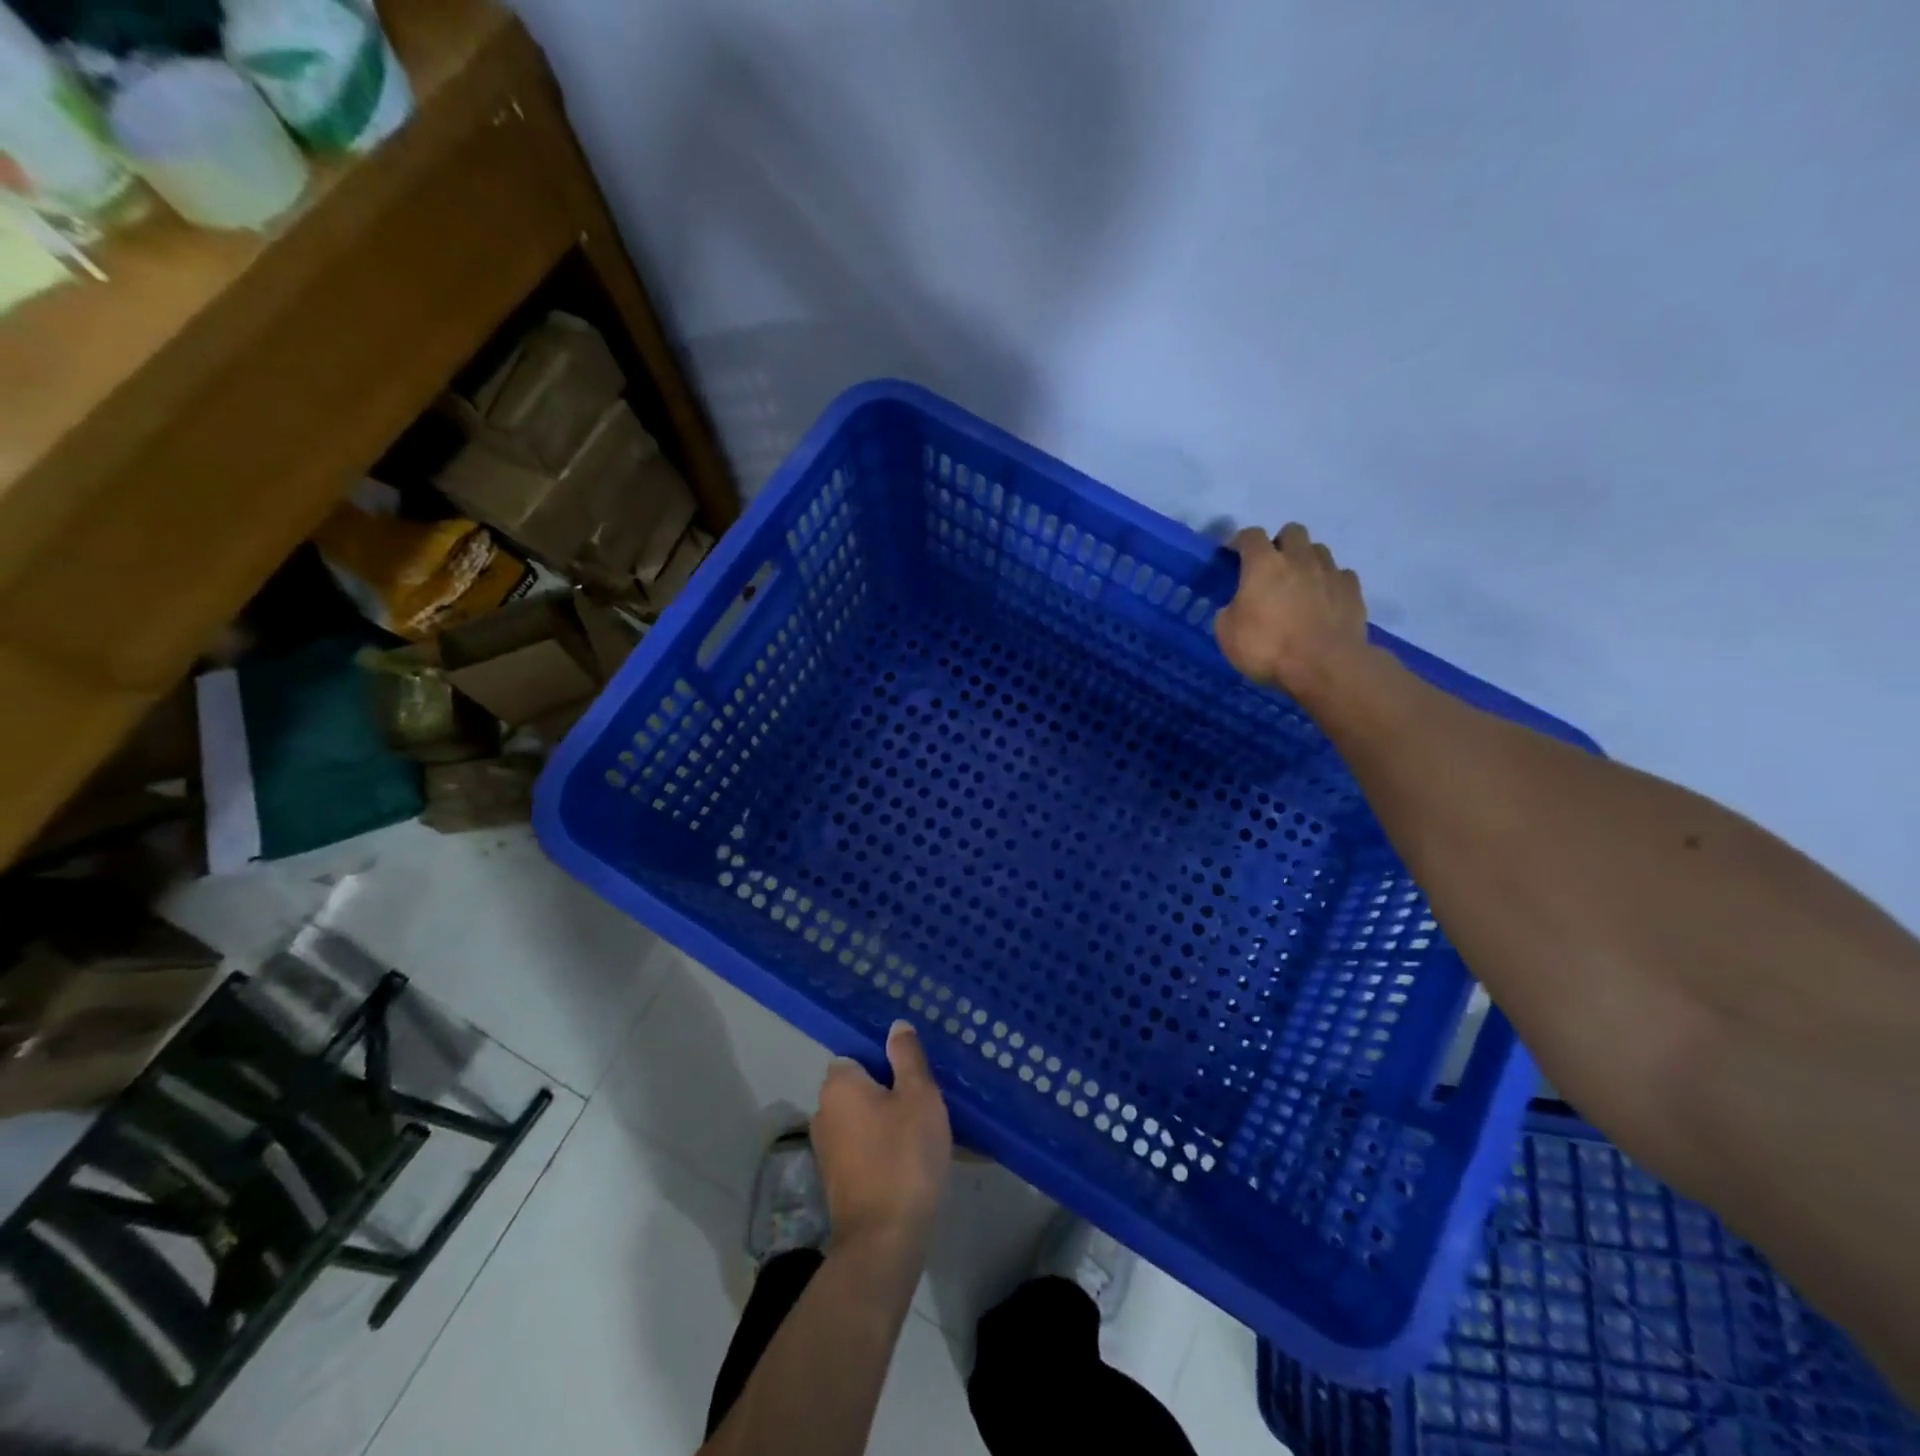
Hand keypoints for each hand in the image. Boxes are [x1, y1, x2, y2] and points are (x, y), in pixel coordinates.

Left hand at [813, 1021, 951, 1258]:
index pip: (860, 1055)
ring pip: (864, 1119)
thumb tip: (895, 1026)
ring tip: (926, 1130)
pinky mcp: (837, 1181)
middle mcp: (823, 1111)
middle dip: (891, 1091)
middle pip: (862, 1087)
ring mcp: (826, 1149)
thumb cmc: (903, 1156)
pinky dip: (883, 1148)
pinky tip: (912, 1160)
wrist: (883, 1240)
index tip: (916, 1073)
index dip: (888, 1061)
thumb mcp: (919, 1095)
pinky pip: (864, 1148)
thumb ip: (907, 1056)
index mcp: (838, 1085)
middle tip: (928, 1100)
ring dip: (889, 1121)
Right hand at [1216, 523, 1370, 701]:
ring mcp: (1330, 572)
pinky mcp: (1353, 590)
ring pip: (1318, 550)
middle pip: (1292, 531)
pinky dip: (1330, 582)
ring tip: (1300, 583)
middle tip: (1272, 567)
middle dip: (1280, 543)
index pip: (1250, 536)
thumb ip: (1229, 611)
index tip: (1233, 554)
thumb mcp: (1227, 634)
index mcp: (1264, 565)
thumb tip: (1236, 607)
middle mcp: (1298, 559)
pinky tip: (1324, 599)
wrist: (1325, 666)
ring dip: (1306, 560)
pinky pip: (1340, 574)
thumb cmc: (1268, 648)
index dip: (1240, 541)